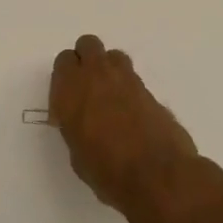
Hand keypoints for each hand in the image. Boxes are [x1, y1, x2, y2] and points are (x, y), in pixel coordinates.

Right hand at [50, 34, 204, 222]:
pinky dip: (129, 89)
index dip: (65, 77)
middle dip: (86, 60)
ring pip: (113, 56)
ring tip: (111, 97)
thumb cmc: (108, 174)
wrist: (158, 177)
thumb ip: (76, 128)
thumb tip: (83, 123)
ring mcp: (127, 80)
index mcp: (71, 91)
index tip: (67, 100)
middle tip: (87, 88)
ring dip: (109, 69)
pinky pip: (133, 78)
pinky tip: (131, 114)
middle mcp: (97, 76)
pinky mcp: (150, 90)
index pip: (63, 61)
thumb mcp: (78, 155)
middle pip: (88, 45)